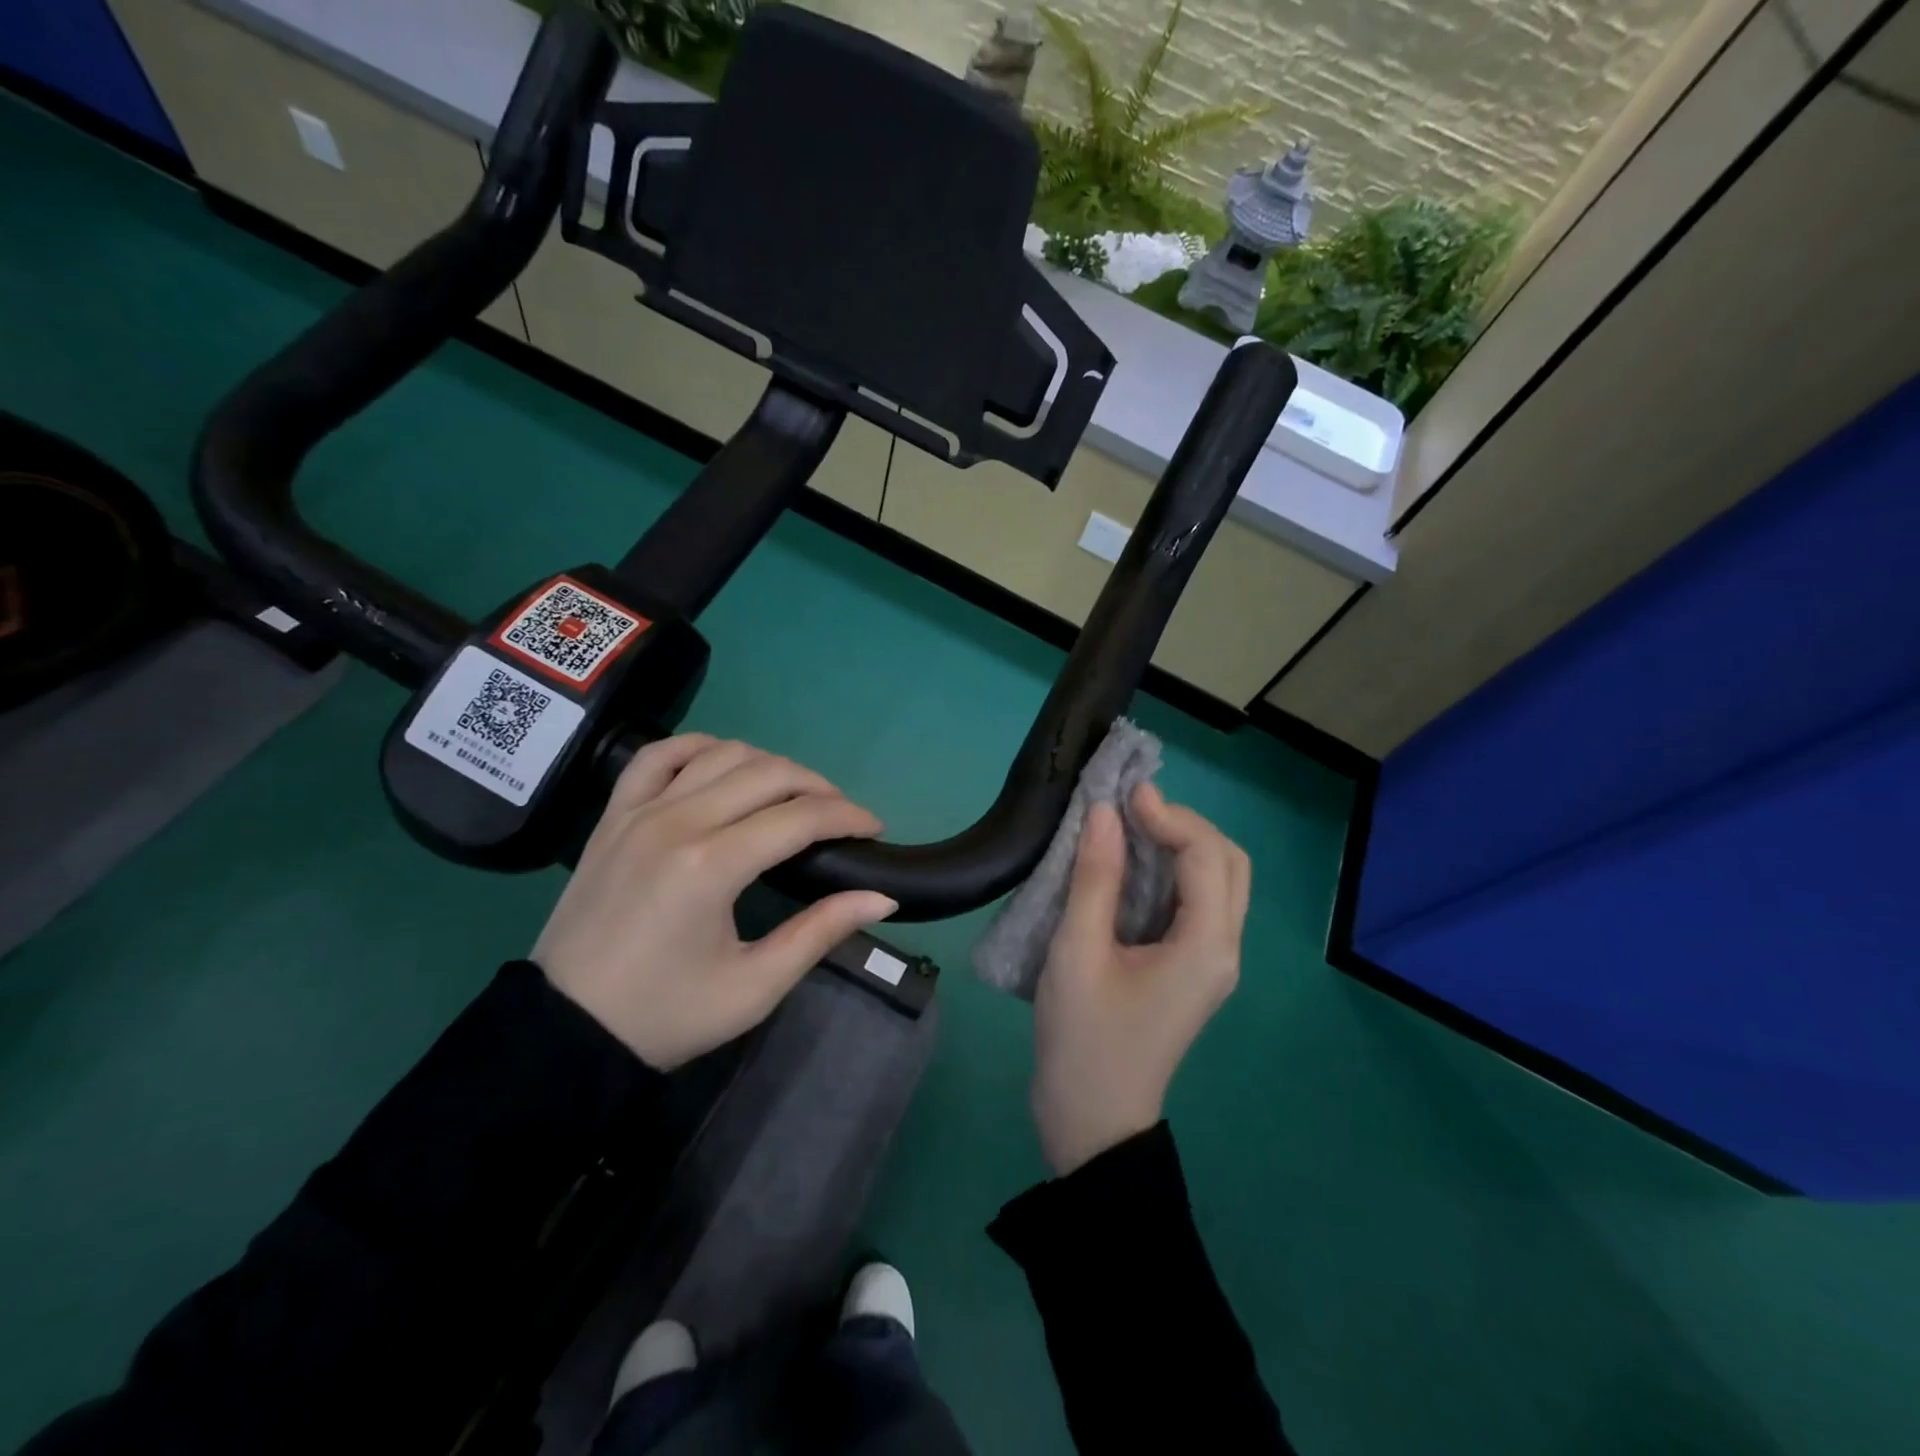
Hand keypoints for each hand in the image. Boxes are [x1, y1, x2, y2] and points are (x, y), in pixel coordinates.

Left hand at [533, 735, 896, 1069]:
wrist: (566, 1031)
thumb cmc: (666, 1014)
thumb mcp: (754, 987)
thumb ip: (821, 932)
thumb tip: (882, 897)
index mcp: (713, 865)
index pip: (800, 817)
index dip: (848, 816)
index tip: (875, 828)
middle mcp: (678, 821)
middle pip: (768, 774)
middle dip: (818, 787)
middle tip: (841, 816)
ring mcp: (640, 811)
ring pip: (721, 754)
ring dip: (768, 765)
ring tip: (790, 796)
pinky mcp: (613, 815)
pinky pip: (659, 756)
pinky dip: (699, 747)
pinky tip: (722, 764)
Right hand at [1030, 784, 1250, 1174]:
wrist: (1092, 1120)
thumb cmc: (1083, 1038)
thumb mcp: (1078, 953)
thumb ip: (1095, 878)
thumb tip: (1105, 812)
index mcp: (1206, 947)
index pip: (1207, 856)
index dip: (1170, 816)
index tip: (1124, 795)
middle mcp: (1222, 950)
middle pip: (1228, 864)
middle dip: (1186, 825)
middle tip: (1133, 810)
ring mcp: (1211, 963)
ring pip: (1218, 882)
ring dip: (1183, 846)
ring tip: (1132, 826)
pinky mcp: (1191, 970)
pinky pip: (1197, 904)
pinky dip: (1173, 872)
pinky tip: (1132, 865)